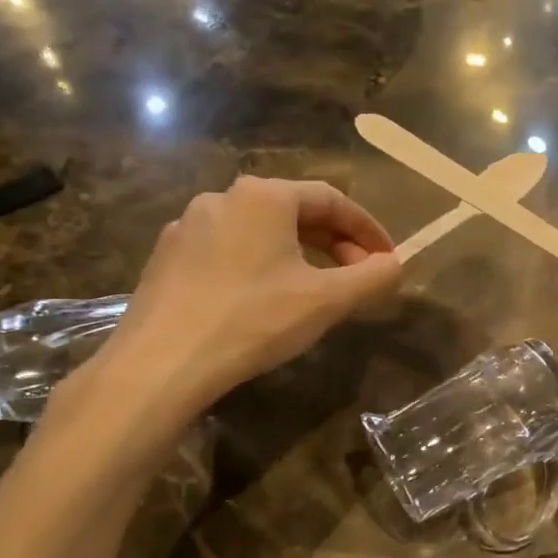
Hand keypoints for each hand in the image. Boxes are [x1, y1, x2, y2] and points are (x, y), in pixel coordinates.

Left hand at [69, 177, 399, 433]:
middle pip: (294, 211)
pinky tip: (262, 299)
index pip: (332, 199)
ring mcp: (188, 226)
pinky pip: (227, 250)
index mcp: (265, 196)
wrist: (162, 362)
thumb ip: (372, 278)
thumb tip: (396, 266)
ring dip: (297, 254)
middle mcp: (224, 197)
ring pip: (259, 231)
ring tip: (314, 288)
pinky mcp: (166, 257)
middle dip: (334, 242)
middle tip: (357, 275)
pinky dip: (259, 265)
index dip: (367, 229)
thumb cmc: (254, 320)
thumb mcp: (327, 301)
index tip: (388, 259)